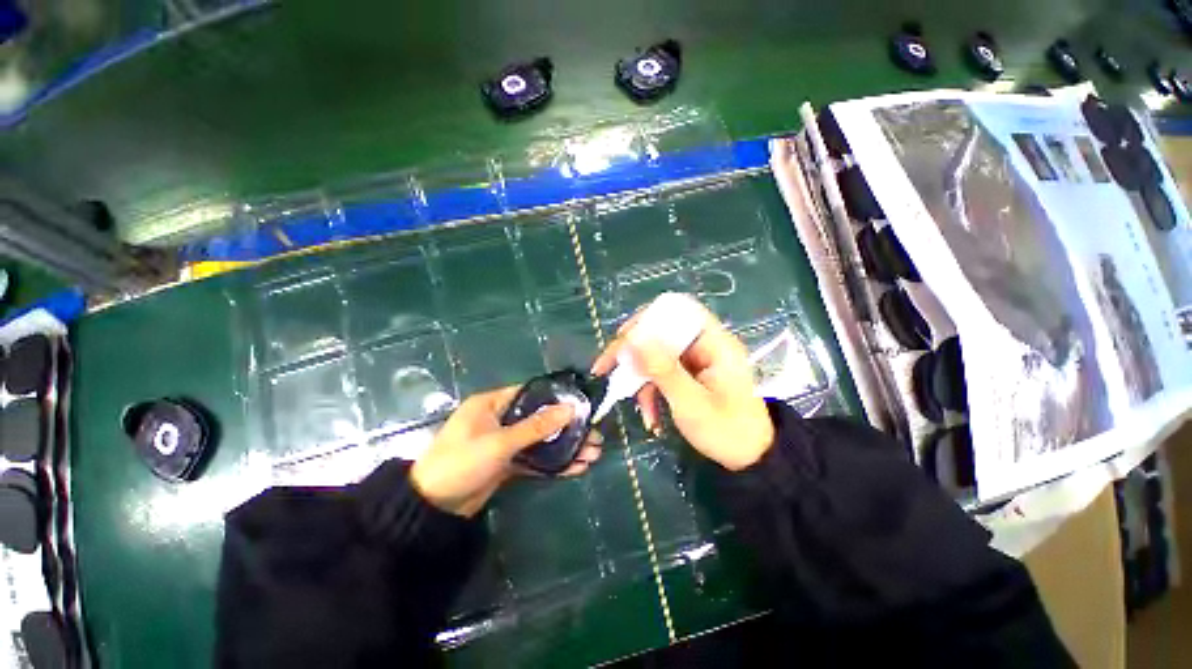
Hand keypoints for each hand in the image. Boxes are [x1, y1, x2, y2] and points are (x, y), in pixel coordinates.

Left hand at [410, 386, 602, 516]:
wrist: (432, 509)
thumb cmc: (460, 462)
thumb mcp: (499, 442)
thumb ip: (536, 427)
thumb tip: (570, 409)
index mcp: (493, 403)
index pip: (531, 393)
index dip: (557, 398)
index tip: (582, 405)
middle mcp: (501, 419)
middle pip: (541, 418)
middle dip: (568, 428)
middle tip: (594, 435)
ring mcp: (505, 442)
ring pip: (541, 440)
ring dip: (565, 447)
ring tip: (593, 454)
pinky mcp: (508, 463)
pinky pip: (535, 459)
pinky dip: (554, 463)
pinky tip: (576, 467)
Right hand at [591, 302, 773, 470]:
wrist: (750, 459)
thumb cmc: (727, 431)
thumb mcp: (691, 403)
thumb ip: (662, 370)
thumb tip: (630, 341)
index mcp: (714, 342)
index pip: (678, 310)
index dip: (648, 319)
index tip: (624, 339)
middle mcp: (703, 344)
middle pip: (660, 332)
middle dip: (633, 353)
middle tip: (607, 368)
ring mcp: (695, 360)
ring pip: (656, 354)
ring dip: (640, 378)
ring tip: (637, 407)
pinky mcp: (688, 374)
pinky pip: (661, 372)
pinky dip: (650, 390)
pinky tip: (650, 415)